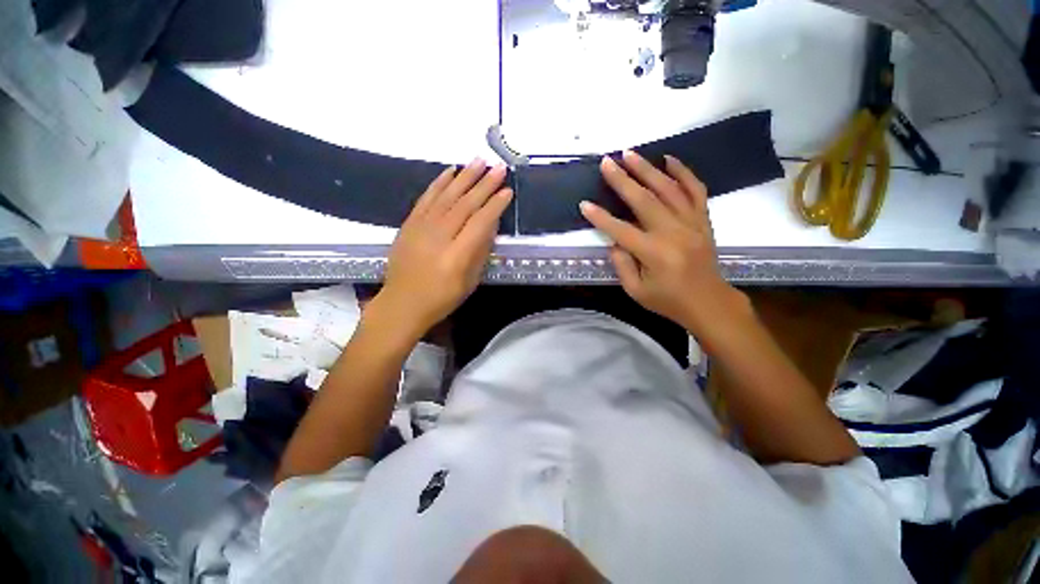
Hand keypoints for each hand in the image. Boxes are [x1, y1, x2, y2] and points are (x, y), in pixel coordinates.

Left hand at [374, 159, 512, 339]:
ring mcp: (421, 227)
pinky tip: (450, 171)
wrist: (402, 302)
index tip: (508, 191)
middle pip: (465, 204)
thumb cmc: (442, 298)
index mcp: (457, 255)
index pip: (480, 222)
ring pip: (447, 196)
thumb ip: (480, 251)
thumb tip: (490, 225)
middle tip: (499, 168)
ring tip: (480, 161)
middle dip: (485, 184)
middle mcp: (439, 236)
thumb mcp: (470, 281)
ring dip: (465, 177)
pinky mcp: (409, 223)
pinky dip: (439, 183)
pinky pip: (426, 197)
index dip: (495, 205)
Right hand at [579, 151, 746, 333]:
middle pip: (645, 201)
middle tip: (607, 162)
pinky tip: (669, 159)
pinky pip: (696, 190)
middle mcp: (674, 233)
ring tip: (631, 154)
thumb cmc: (668, 301)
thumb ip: (622, 265)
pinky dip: (684, 172)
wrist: (709, 303)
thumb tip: (614, 241)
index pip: (621, 230)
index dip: (600, 218)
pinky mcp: (703, 220)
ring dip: (648, 169)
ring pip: (669, 189)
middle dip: (623, 180)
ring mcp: (692, 223)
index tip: (584, 204)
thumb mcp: (636, 291)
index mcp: (654, 254)